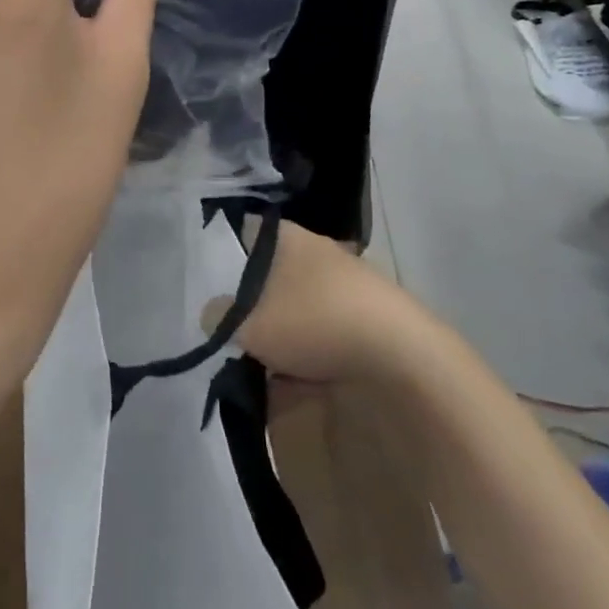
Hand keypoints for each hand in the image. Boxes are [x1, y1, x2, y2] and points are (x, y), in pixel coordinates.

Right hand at [205, 222, 422, 384]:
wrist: (400, 357)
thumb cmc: (313, 321)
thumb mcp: (248, 323)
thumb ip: (220, 315)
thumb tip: (213, 312)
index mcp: (287, 236)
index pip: (243, 231)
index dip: (221, 251)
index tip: (207, 281)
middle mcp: (318, 249)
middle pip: (271, 272)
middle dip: (253, 301)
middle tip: (234, 330)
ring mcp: (348, 282)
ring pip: (298, 303)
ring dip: (282, 329)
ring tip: (265, 362)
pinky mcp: (370, 315)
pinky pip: (325, 329)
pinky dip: (311, 349)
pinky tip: (302, 377)